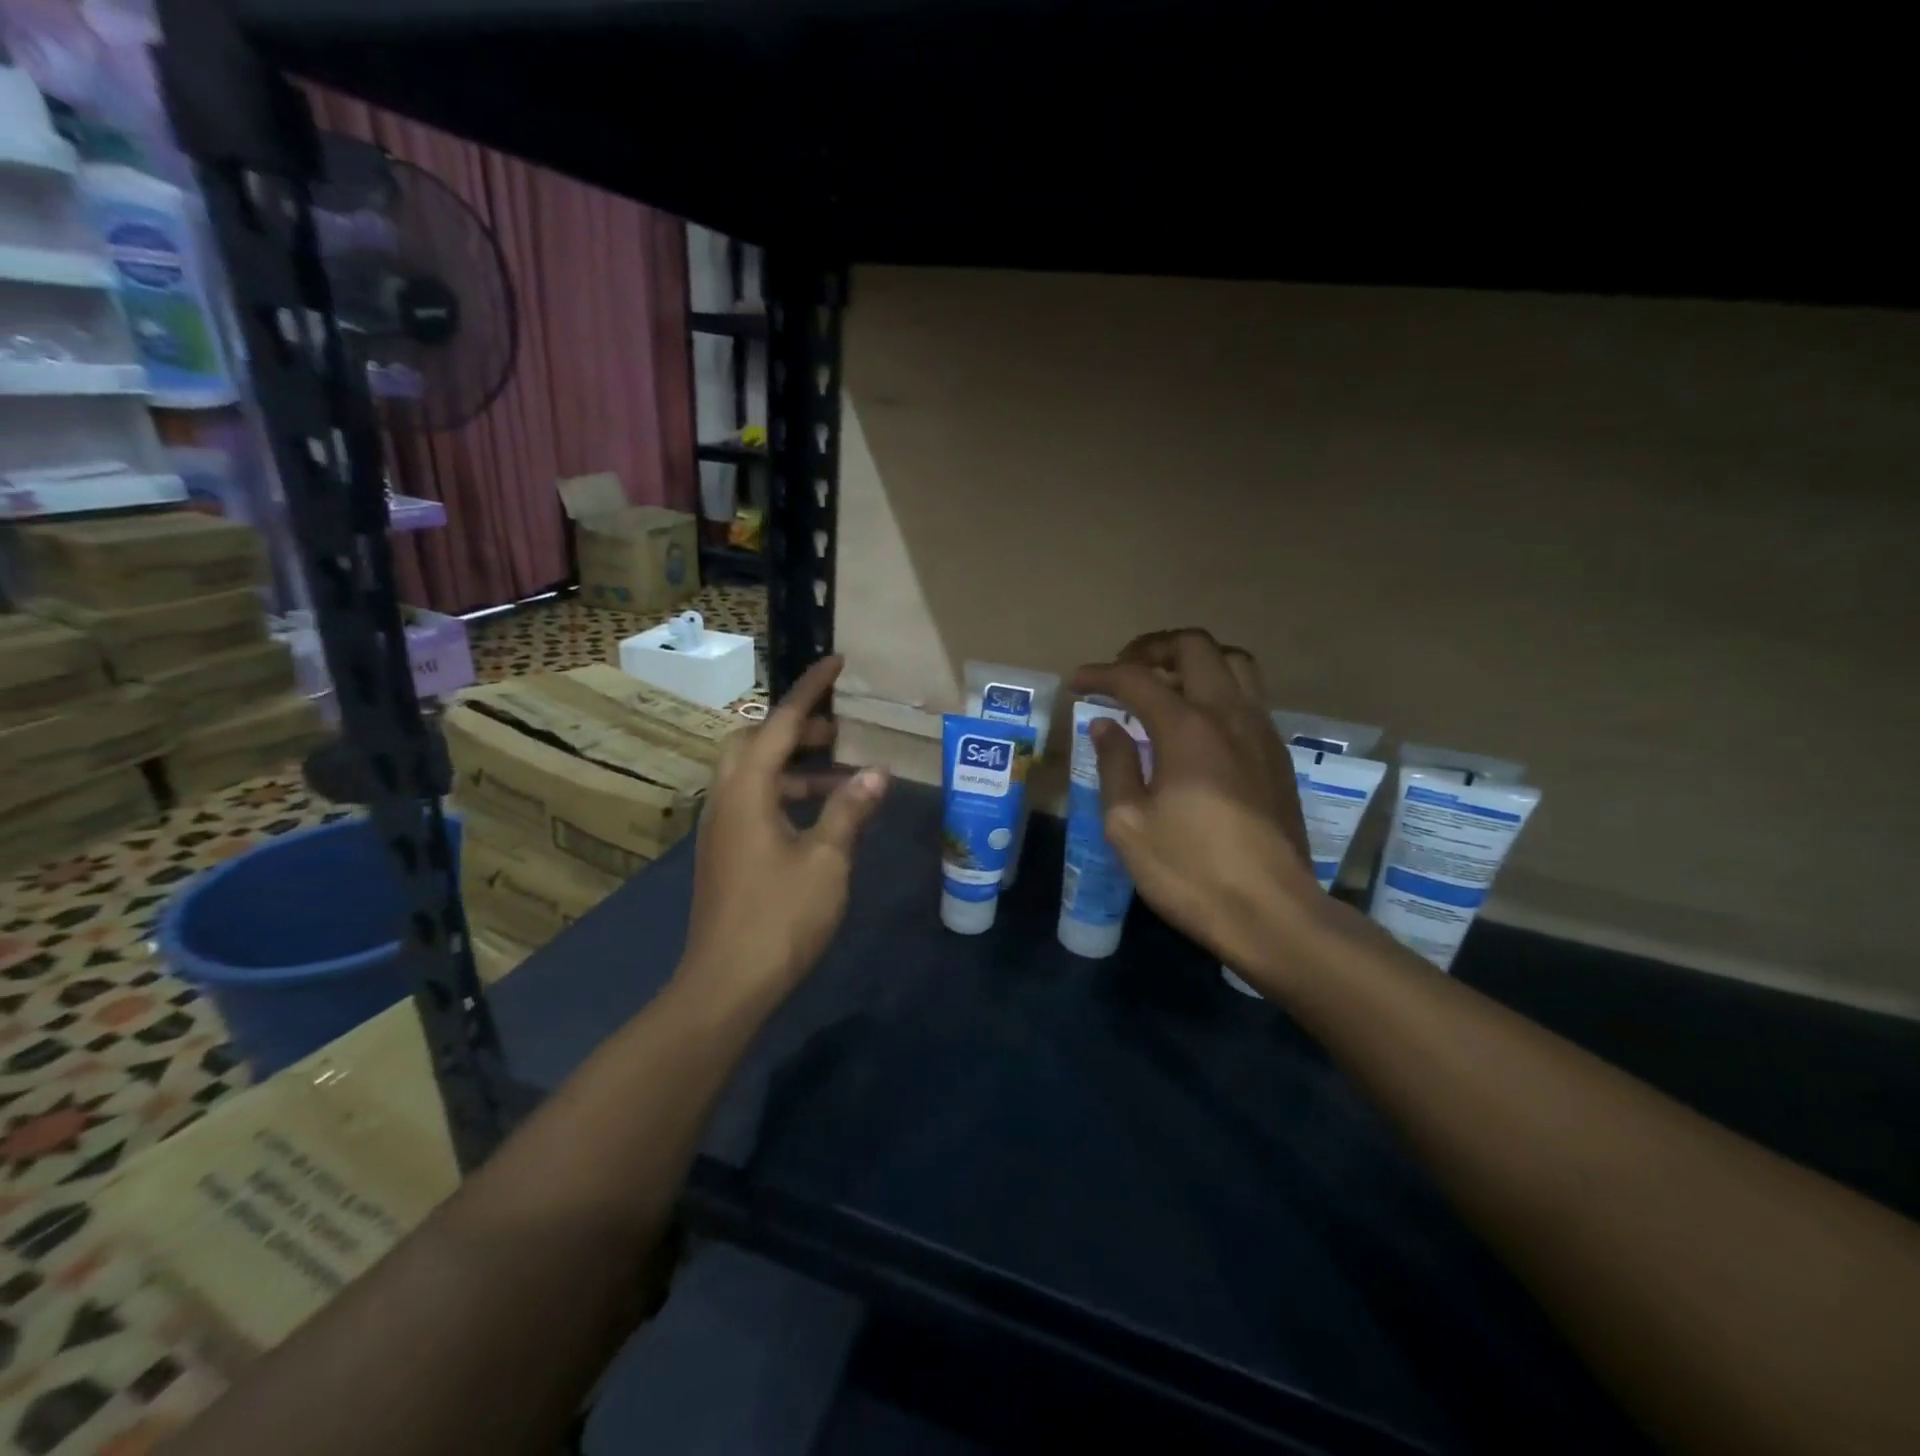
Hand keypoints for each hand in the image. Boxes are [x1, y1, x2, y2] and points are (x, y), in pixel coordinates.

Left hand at [678, 656, 888, 1013]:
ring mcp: (721, 829)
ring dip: (793, 767)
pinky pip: (753, 803)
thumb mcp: (827, 860)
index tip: (835, 663)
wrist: (727, 984)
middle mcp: (726, 800)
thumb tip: (876, 773)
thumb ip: (850, 810)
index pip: (780, 724)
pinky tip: (818, 819)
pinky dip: (785, 795)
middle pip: (753, 742)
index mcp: (747, 791)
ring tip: (841, 778)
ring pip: (753, 775)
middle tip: (836, 734)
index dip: (810, 690)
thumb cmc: (780, 916)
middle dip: (794, 729)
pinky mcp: (725, 854)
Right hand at [1071, 629, 1324, 980]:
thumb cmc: (1190, 871)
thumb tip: (1106, 727)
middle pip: (1195, 647)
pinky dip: (1218, 689)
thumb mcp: (1128, 824)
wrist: (1271, 912)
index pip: (1137, 679)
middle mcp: (1229, 715)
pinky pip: (1249, 696)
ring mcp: (1261, 732)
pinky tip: (1197, 724)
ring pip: (1234, 663)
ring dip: (1194, 661)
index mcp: (1187, 729)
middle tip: (1125, 670)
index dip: (1101, 675)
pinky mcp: (1278, 755)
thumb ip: (1115, 765)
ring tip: (1165, 685)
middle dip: (1152, 648)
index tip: (1078, 684)